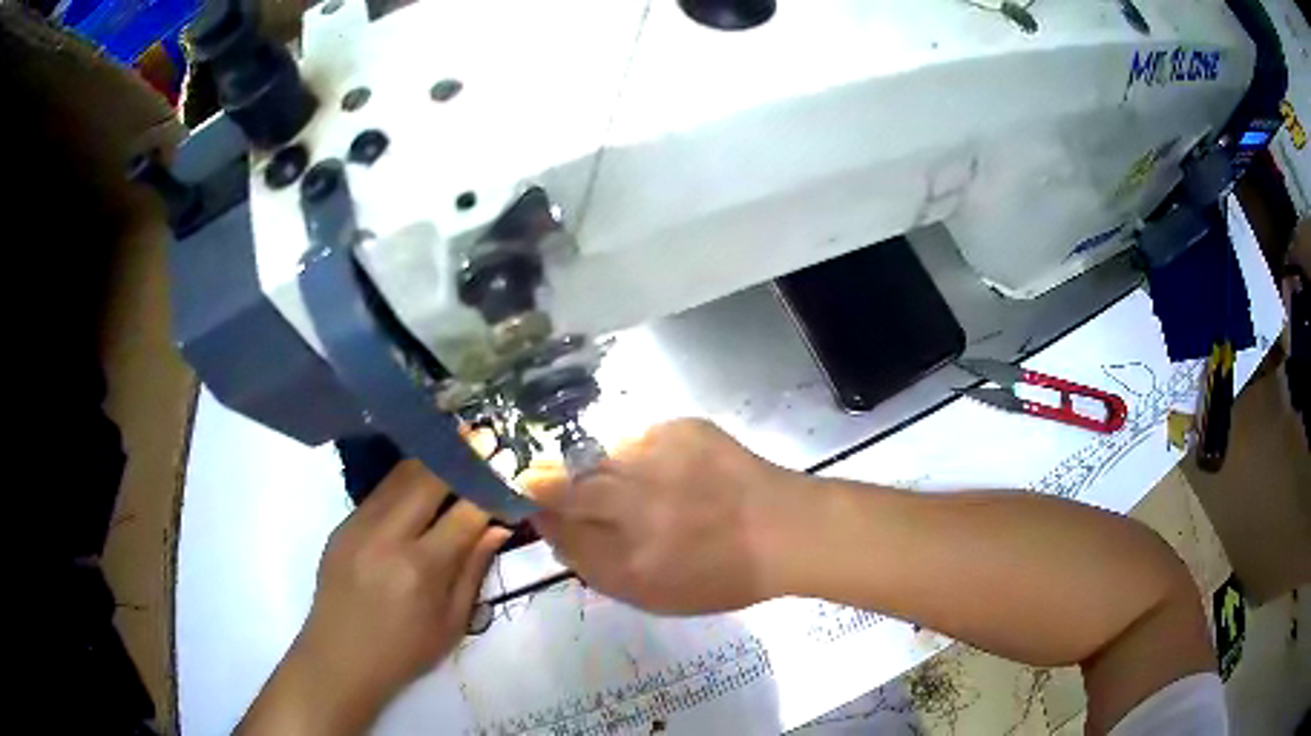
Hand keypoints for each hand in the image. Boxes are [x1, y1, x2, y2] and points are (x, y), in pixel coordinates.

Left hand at [239, 460, 509, 734]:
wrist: (339, 658)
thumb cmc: (404, 651)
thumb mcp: (452, 623)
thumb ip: (474, 570)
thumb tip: (496, 526)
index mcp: (421, 569)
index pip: (464, 513)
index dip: (488, 486)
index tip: (508, 465)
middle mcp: (388, 537)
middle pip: (427, 479)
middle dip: (459, 455)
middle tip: (484, 436)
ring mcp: (359, 526)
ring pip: (399, 477)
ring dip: (430, 458)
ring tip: (454, 442)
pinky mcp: (342, 525)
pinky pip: (379, 492)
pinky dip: (405, 479)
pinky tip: (420, 476)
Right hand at [524, 419, 804, 614]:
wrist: (785, 530)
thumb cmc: (720, 575)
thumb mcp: (650, 593)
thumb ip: (593, 564)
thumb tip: (552, 526)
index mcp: (629, 560)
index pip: (556, 527)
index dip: (537, 512)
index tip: (530, 504)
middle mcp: (636, 507)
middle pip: (562, 485)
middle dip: (542, 481)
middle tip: (536, 478)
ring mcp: (660, 462)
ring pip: (601, 459)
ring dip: (600, 470)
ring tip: (629, 483)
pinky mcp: (682, 429)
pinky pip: (640, 440)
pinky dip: (642, 455)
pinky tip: (669, 471)